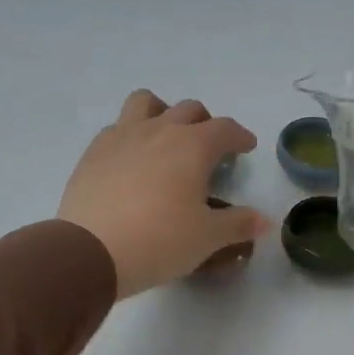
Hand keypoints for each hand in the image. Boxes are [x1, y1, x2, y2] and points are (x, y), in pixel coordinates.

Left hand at [58, 91, 269, 298]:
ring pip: (146, 103)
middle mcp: (159, 130)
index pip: (225, 129)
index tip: (246, 147)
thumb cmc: (160, 241)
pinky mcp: (93, 152)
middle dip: (204, 123)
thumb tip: (263, 221)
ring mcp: (122, 136)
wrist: (91, 251)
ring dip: (162, 112)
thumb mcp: (207, 238)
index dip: (239, 136)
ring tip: (165, 137)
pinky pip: (117, 127)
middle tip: (209, 147)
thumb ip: (238, 224)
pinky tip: (132, 160)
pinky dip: (131, 135)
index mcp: (192, 146)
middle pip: (188, 110)